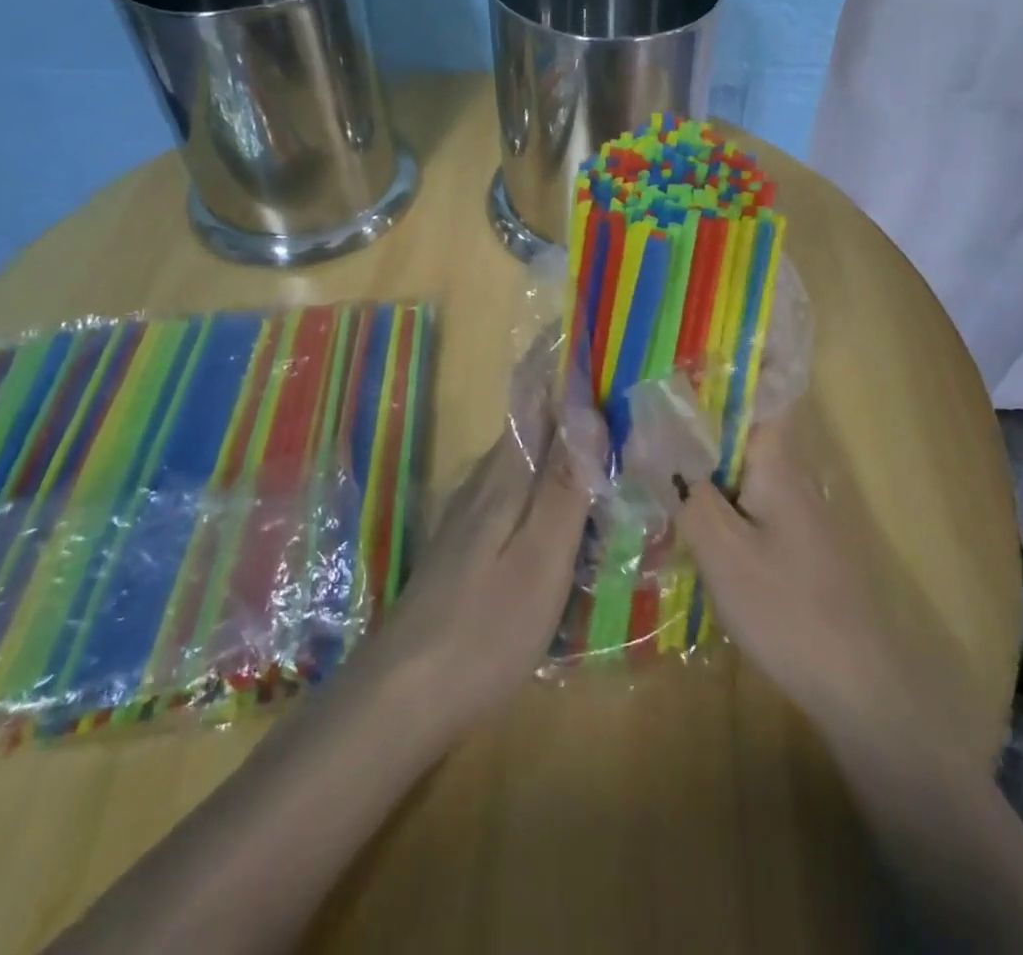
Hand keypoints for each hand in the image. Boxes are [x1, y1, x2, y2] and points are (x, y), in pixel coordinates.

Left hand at [366, 347, 602, 741]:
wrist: (402, 694)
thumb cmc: (485, 626)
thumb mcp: (541, 557)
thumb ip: (567, 485)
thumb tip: (590, 410)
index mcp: (507, 474)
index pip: (534, 396)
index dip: (557, 359)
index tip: (588, 328)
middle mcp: (487, 481)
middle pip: (532, 422)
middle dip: (570, 397)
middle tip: (620, 388)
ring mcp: (474, 514)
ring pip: (527, 459)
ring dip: (562, 440)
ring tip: (607, 440)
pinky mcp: (472, 545)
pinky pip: (521, 493)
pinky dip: (551, 482)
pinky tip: (571, 507)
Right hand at [624, 381, 974, 762]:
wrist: (859, 684)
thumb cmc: (789, 608)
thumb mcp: (724, 551)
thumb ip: (687, 494)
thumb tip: (651, 443)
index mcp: (778, 461)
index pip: (766, 388)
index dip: (739, 357)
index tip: (693, 340)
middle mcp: (790, 472)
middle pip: (745, 421)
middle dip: (701, 403)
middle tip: (646, 391)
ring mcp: (794, 507)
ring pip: (742, 459)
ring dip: (703, 447)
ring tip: (651, 436)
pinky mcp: (791, 539)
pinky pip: (746, 493)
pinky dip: (714, 485)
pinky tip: (681, 501)